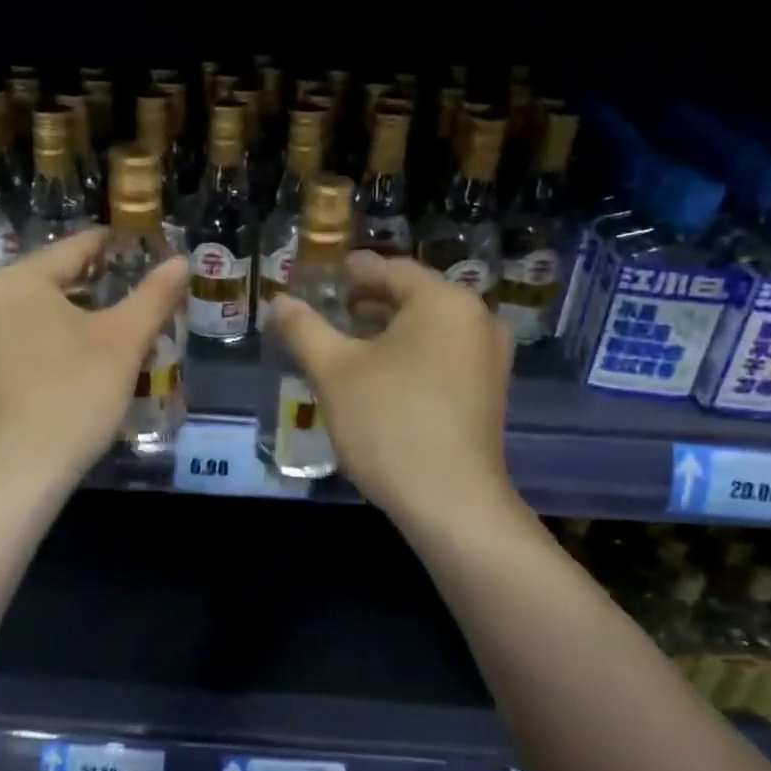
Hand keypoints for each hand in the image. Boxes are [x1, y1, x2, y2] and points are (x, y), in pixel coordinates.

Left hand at [0, 228, 186, 486]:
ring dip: (76, 311)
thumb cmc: (72, 398)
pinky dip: (51, 333)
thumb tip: (181, 260)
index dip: (115, 245)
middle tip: (140, 290)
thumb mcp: (122, 343)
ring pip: (36, 306)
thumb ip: (154, 295)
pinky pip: (19, 331)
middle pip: (53, 276)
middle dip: (98, 283)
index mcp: (14, 279)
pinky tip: (80, 350)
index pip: (75, 247)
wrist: (17, 473)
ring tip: (119, 320)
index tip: (146, 245)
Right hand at [272, 252, 514, 524]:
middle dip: (372, 299)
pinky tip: (382, 372)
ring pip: (432, 329)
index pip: (393, 270)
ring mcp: (490, 359)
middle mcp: (477, 320)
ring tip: (351, 337)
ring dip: (391, 329)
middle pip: (416, 297)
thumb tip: (280, 301)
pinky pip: (445, 355)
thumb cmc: (389, 423)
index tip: (329, 272)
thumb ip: (305, 329)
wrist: (450, 501)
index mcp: (444, 302)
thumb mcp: (335, 372)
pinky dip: (413, 353)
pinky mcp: (490, 393)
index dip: (356, 269)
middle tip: (333, 304)